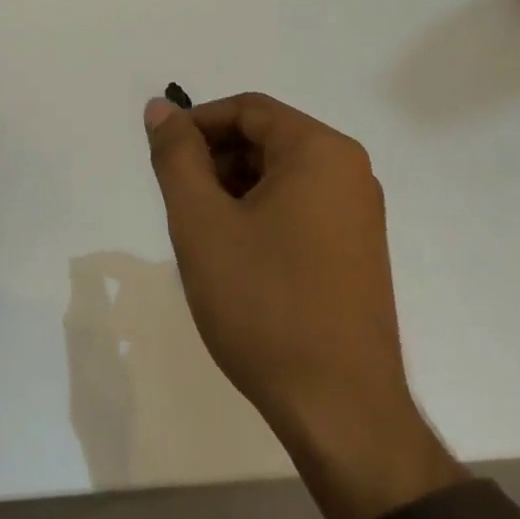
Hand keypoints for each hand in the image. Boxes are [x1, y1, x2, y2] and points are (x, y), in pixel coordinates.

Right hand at [144, 92, 463, 518]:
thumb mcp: (202, 222)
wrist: (339, 410)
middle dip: (213, 160)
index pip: (247, 110)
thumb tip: (161, 108)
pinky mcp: (356, 251)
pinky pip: (298, 208)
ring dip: (232, 190)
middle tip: (177, 202)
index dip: (196, 124)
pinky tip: (234, 257)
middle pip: (265, 140)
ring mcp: (358, 215)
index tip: (161, 157)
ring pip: (279, 176)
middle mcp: (349, 172)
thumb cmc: (264, 303)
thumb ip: (176, 156)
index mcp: (320, 152)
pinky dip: (258, 215)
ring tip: (202, 234)